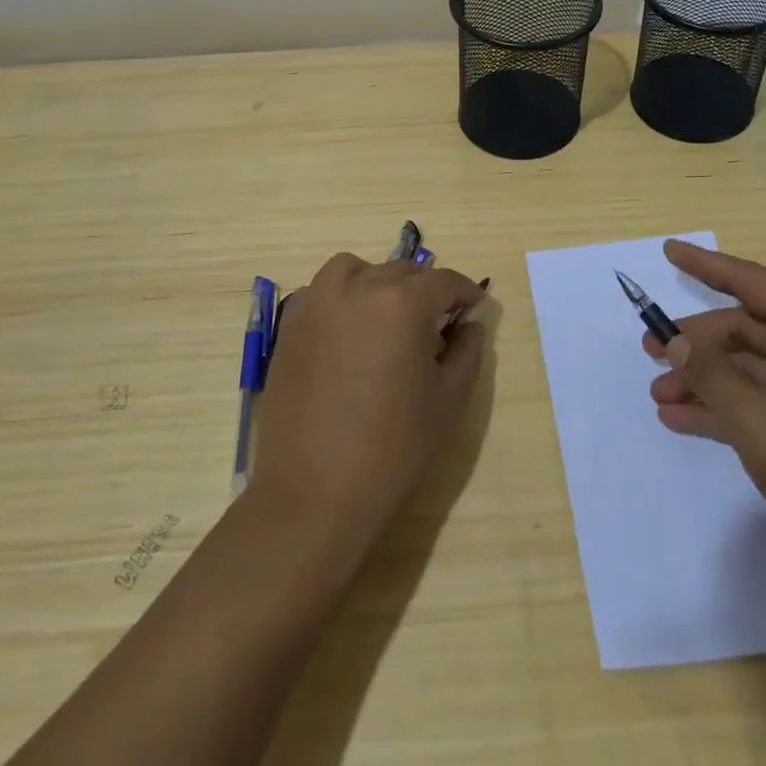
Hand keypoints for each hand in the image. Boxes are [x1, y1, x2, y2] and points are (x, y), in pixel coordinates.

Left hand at [251, 254, 485, 545]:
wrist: (315, 495)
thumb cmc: (393, 450)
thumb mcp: (449, 400)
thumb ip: (467, 350)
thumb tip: (468, 324)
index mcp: (402, 303)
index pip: (445, 281)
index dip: (466, 294)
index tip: (475, 309)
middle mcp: (358, 288)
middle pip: (403, 272)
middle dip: (426, 292)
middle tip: (437, 327)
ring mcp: (317, 302)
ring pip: (357, 271)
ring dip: (380, 284)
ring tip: (388, 320)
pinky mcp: (290, 325)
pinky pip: (323, 292)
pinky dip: (343, 298)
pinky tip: (351, 334)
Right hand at [643, 239, 765, 596]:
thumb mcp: (762, 423)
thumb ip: (712, 376)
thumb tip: (674, 340)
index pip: (751, 282)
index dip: (705, 266)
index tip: (670, 251)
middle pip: (746, 330)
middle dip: (696, 343)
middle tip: (648, 352)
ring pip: (751, 369)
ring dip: (706, 380)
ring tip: (659, 395)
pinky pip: (765, 400)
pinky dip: (728, 408)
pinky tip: (685, 420)